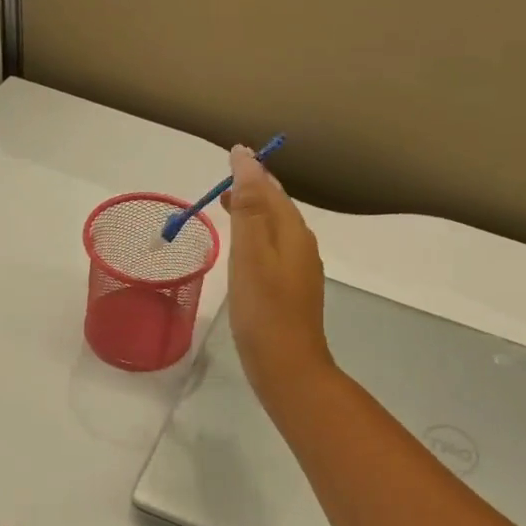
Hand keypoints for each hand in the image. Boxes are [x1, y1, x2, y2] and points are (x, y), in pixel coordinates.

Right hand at [224, 144, 333, 400]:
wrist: (287, 368)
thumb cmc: (264, 310)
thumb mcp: (250, 253)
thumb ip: (249, 206)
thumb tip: (247, 157)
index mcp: (294, 232)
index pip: (273, 189)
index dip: (252, 172)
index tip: (229, 158)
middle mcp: (302, 246)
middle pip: (277, 208)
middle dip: (253, 193)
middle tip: (222, 188)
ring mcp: (300, 271)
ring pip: (276, 231)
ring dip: (254, 217)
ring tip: (228, 213)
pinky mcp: (292, 293)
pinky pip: (274, 253)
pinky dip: (257, 242)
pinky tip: (243, 256)